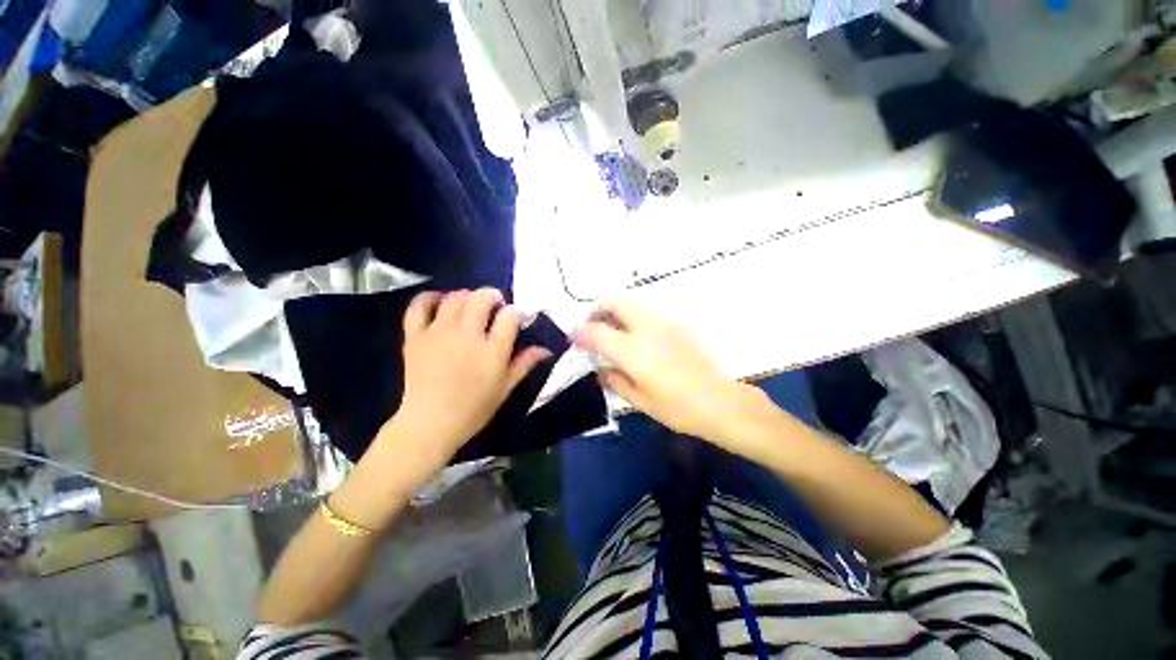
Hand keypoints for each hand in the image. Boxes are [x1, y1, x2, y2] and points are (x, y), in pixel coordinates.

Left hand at [384, 288, 550, 467]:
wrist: (430, 424)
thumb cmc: (474, 409)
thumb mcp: (506, 388)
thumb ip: (525, 364)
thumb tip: (546, 349)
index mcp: (492, 350)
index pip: (510, 316)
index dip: (517, 312)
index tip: (517, 318)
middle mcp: (467, 335)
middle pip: (481, 298)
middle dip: (493, 296)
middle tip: (496, 307)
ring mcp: (439, 332)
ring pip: (455, 298)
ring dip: (468, 296)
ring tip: (472, 306)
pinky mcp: (415, 336)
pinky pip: (419, 306)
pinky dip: (430, 297)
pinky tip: (441, 302)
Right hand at [574, 301, 766, 443]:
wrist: (722, 401)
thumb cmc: (678, 408)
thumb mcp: (639, 400)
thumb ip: (614, 379)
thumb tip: (601, 368)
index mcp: (633, 351)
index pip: (597, 331)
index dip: (581, 331)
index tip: (575, 336)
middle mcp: (647, 328)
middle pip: (615, 302)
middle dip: (598, 311)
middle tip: (595, 327)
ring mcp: (664, 322)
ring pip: (632, 303)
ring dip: (617, 312)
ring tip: (616, 332)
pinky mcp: (678, 323)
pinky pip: (648, 311)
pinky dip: (635, 317)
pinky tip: (640, 338)